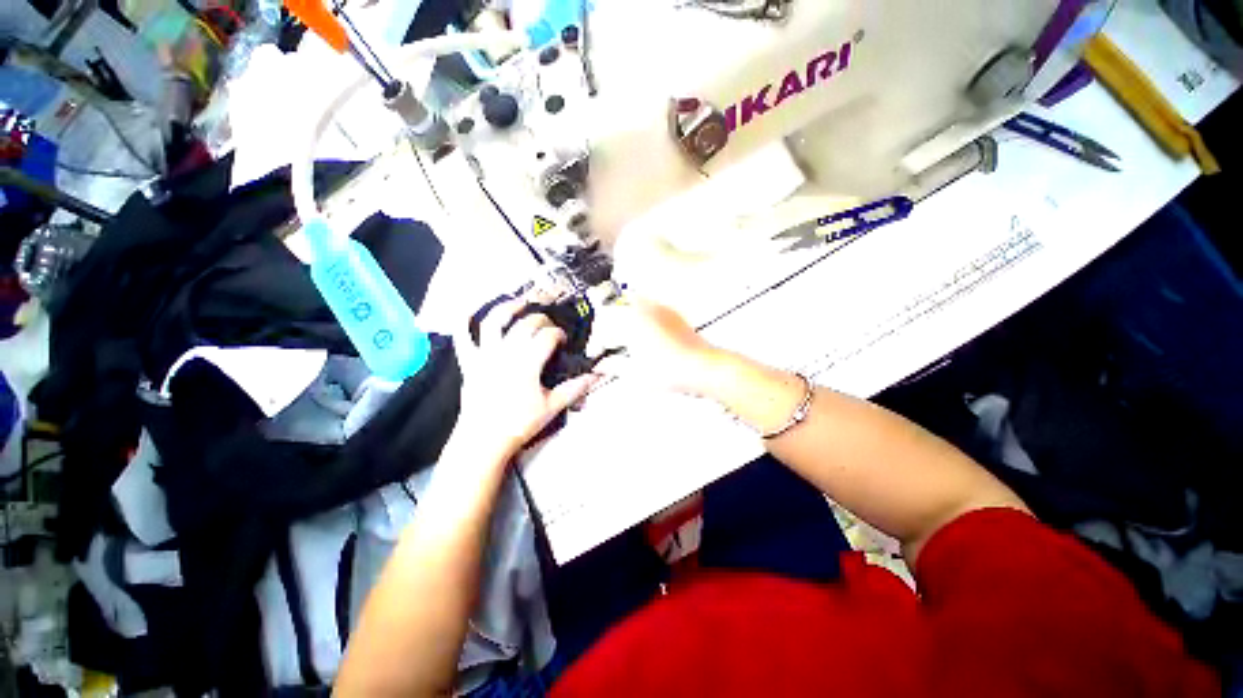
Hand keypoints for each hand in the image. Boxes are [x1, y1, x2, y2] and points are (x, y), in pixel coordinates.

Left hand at [454, 299, 598, 458]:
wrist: (483, 440)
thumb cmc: (519, 423)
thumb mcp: (551, 407)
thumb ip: (574, 388)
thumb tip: (597, 376)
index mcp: (527, 363)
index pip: (547, 337)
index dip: (558, 334)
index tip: (563, 340)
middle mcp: (506, 353)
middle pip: (525, 325)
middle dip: (540, 319)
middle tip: (548, 325)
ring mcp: (485, 356)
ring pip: (493, 323)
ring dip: (507, 308)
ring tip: (519, 302)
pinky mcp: (469, 363)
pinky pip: (462, 338)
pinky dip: (462, 322)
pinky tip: (467, 310)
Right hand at [593, 298, 722, 396]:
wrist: (703, 367)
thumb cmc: (674, 370)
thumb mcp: (635, 373)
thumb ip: (613, 367)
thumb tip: (602, 365)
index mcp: (632, 322)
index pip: (603, 327)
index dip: (595, 343)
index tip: (594, 353)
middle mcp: (644, 310)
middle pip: (613, 311)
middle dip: (604, 328)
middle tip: (603, 344)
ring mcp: (659, 309)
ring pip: (629, 305)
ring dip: (619, 319)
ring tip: (618, 337)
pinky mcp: (670, 313)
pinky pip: (646, 307)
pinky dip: (636, 317)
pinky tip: (639, 332)